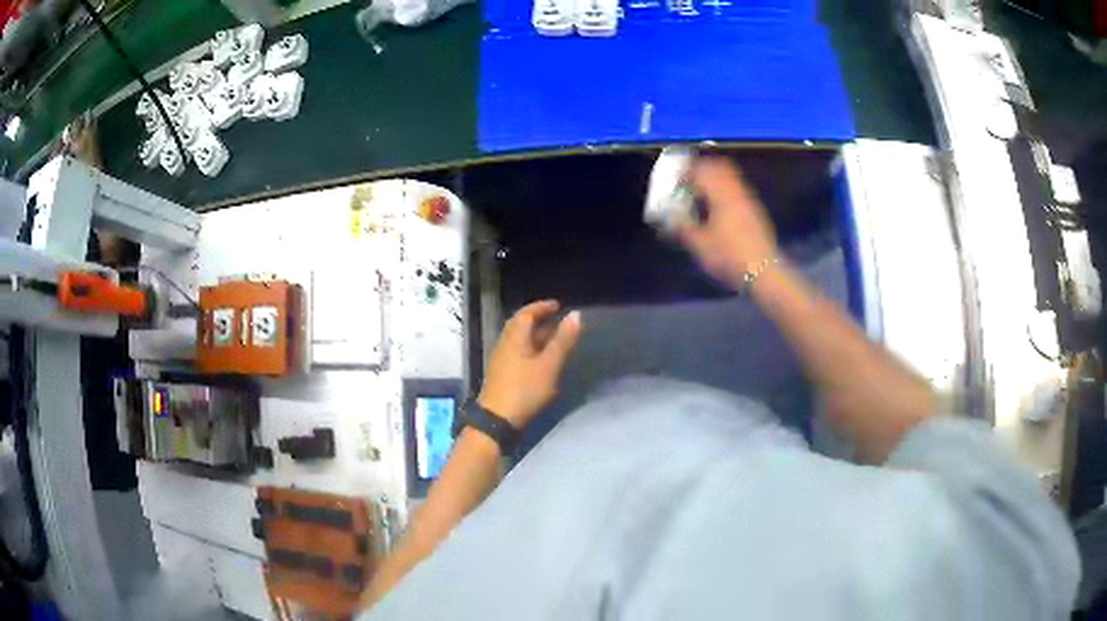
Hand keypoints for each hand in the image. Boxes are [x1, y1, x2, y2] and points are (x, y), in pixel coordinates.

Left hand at [478, 300, 581, 429]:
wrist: (498, 420)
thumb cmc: (525, 389)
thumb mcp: (549, 365)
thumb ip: (563, 340)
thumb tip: (576, 314)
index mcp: (515, 337)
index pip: (527, 313)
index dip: (542, 307)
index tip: (558, 305)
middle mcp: (505, 343)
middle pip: (520, 325)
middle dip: (538, 320)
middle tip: (556, 319)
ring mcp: (502, 359)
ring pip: (519, 340)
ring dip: (535, 335)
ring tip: (554, 338)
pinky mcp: (502, 374)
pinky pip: (518, 352)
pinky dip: (531, 348)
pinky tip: (542, 359)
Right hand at [677, 158, 777, 288]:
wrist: (764, 272)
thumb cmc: (730, 258)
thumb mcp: (701, 246)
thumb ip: (684, 229)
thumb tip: (670, 220)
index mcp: (722, 197)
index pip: (702, 171)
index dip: (687, 172)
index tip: (677, 180)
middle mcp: (737, 193)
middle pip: (720, 166)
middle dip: (703, 169)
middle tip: (690, 180)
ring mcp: (750, 201)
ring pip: (731, 178)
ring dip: (716, 180)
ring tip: (703, 195)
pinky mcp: (756, 212)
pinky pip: (739, 190)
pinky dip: (726, 191)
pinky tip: (720, 210)